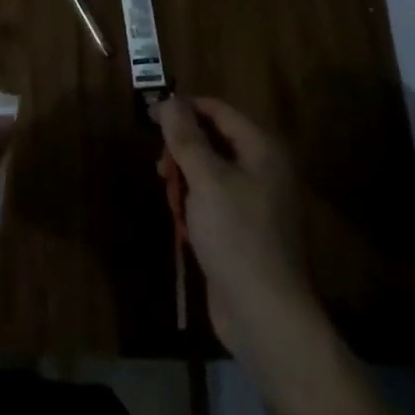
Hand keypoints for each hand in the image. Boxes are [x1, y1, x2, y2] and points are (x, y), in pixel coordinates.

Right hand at [154, 96, 318, 364]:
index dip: (183, 109)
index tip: (150, 117)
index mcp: (262, 149)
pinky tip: (181, 221)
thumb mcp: (206, 179)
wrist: (264, 315)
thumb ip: (186, 137)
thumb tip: (168, 99)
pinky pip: (214, 199)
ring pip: (210, 170)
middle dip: (183, 147)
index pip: (218, 110)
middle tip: (160, 167)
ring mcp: (256, 201)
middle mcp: (263, 168)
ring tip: (169, 195)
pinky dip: (195, 202)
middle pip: (214, 139)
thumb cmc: (236, 236)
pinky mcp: (244, 229)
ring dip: (185, 177)